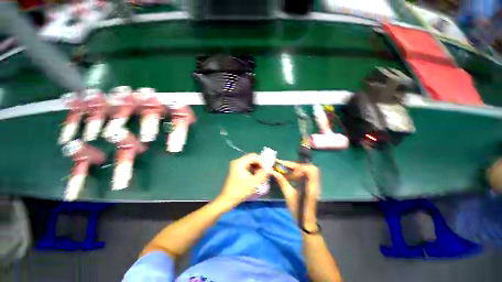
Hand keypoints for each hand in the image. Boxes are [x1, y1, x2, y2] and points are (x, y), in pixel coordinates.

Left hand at [218, 153, 268, 206]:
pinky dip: (253, 169)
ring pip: (251, 162)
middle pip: (252, 158)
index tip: (268, 167)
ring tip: (262, 174)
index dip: (262, 161)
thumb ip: (263, 174)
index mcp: (240, 162)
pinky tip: (256, 175)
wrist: (228, 199)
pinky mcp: (237, 169)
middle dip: (260, 164)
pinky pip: (248, 166)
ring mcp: (237, 165)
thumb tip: (270, 169)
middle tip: (266, 171)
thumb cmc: (240, 191)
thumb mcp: (254, 182)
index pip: (254, 156)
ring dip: (257, 167)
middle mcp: (238, 161)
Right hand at [270, 160, 319, 229]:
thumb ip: (282, 182)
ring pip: (307, 170)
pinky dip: (296, 173)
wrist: (305, 221)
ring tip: (283, 169)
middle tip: (284, 166)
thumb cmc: (297, 210)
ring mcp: (314, 184)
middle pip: (309, 167)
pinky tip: (288, 176)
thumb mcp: (288, 195)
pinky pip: (305, 175)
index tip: (284, 166)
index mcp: (311, 186)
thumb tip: (272, 171)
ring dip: (295, 168)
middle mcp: (315, 183)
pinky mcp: (311, 185)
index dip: (297, 166)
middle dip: (296, 165)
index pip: (308, 170)